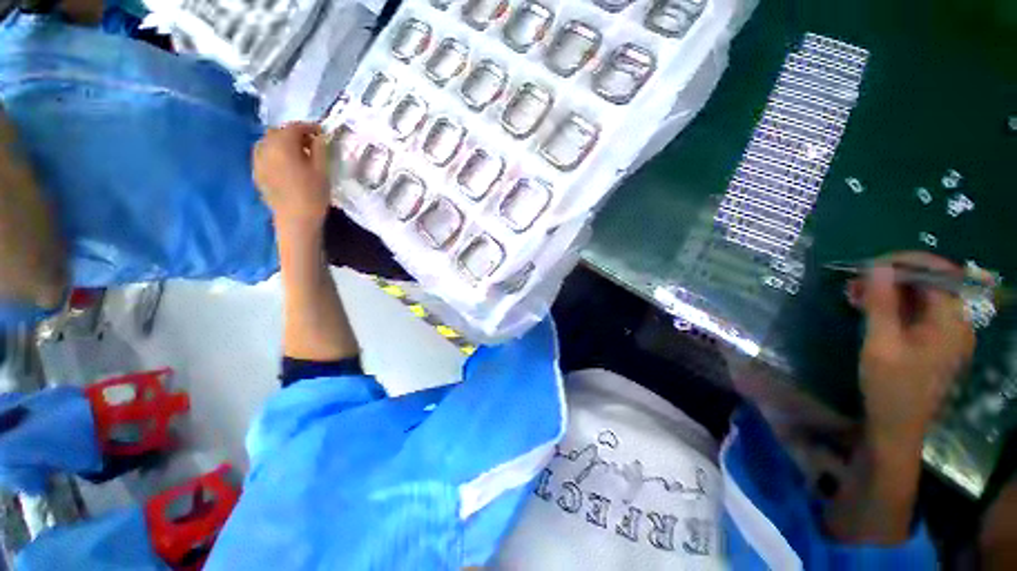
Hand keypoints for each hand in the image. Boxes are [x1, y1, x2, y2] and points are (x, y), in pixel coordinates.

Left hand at [253, 122, 328, 229]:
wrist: (296, 219)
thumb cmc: (313, 194)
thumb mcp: (322, 169)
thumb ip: (319, 148)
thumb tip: (318, 136)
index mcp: (282, 144)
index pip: (294, 127)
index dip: (309, 127)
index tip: (322, 133)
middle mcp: (265, 147)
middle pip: (279, 132)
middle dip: (294, 134)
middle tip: (311, 144)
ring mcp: (257, 159)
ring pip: (269, 142)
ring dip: (283, 143)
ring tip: (298, 154)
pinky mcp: (256, 172)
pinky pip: (264, 154)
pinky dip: (275, 154)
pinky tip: (286, 164)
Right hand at [855, 252, 974, 451]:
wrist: (897, 428)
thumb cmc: (890, 388)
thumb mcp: (880, 345)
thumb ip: (881, 304)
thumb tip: (877, 266)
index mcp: (951, 323)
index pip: (938, 273)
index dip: (905, 262)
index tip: (869, 265)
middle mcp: (957, 322)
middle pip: (931, 282)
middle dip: (892, 277)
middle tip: (855, 283)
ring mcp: (947, 333)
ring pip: (922, 296)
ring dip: (889, 291)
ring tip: (856, 295)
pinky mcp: (935, 341)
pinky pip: (917, 311)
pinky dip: (893, 305)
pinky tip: (869, 309)